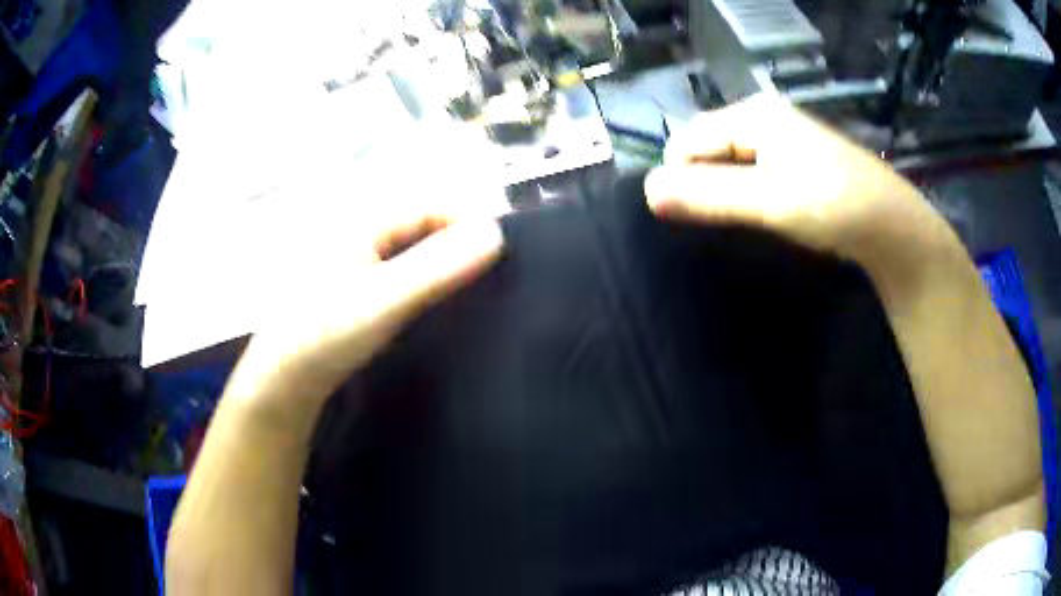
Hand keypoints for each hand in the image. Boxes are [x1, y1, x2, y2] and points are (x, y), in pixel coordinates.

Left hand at [225, 208, 503, 428]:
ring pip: (416, 251)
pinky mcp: (357, 286)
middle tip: (492, 280)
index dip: (469, 225)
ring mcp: (358, 259)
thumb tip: (495, 233)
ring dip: (445, 268)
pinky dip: (425, 284)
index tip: (501, 259)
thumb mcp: (384, 301)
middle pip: (426, 226)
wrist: (283, 379)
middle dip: (460, 247)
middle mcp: (361, 230)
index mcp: (364, 220)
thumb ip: (437, 267)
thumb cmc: (325, 334)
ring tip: (472, 294)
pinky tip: (436, 306)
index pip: (432, 207)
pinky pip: (402, 272)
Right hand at [645, 94, 959, 281]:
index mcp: (754, 114)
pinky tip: (767, 216)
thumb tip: (646, 191)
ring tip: (747, 223)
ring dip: (727, 193)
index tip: (695, 219)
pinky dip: (749, 194)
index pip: (688, 139)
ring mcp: (784, 138)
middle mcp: (765, 117)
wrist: (893, 229)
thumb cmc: (832, 206)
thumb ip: (708, 194)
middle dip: (705, 185)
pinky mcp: (798, 160)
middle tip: (725, 223)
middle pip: (709, 147)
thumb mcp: (768, 201)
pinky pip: (754, 171)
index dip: (681, 178)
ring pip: (732, 162)